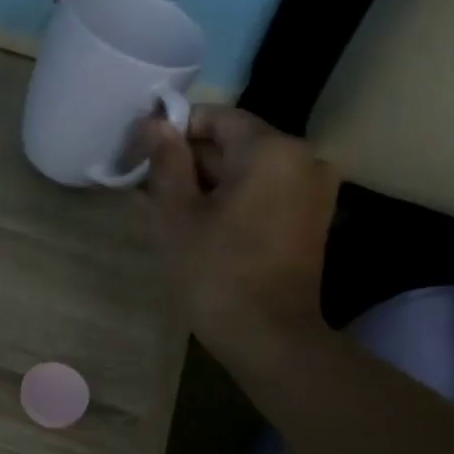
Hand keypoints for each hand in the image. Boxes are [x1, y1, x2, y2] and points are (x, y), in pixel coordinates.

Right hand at [140, 106, 339, 363]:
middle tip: (149, 188)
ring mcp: (312, 189)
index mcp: (271, 149)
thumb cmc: (215, 272)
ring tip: (171, 209)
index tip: (141, 156)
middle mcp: (302, 158)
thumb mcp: (177, 214)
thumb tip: (154, 122)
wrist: (269, 337)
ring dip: (208, 181)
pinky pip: (265, 191)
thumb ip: (165, 161)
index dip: (173, 131)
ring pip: (248, 168)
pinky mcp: (311, 217)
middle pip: (234, 141)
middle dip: (190, 159)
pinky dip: (233, 198)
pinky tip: (203, 224)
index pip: (214, 117)